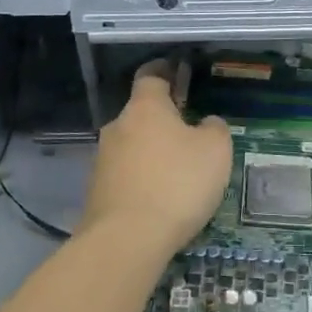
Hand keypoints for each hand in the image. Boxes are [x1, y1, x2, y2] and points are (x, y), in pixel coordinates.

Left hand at [81, 64, 232, 259]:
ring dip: (151, 153)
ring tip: (177, 174)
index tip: (175, 71)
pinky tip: (159, 200)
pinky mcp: (96, 192)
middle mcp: (118, 126)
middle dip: (162, 121)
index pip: (150, 75)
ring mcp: (102, 159)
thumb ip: (214, 128)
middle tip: (188, 135)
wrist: (126, 240)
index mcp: (145, 107)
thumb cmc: (176, 183)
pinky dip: (141, 180)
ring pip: (132, 146)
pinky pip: (125, 175)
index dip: (164, 71)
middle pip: (141, 114)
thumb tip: (206, 124)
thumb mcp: (215, 151)